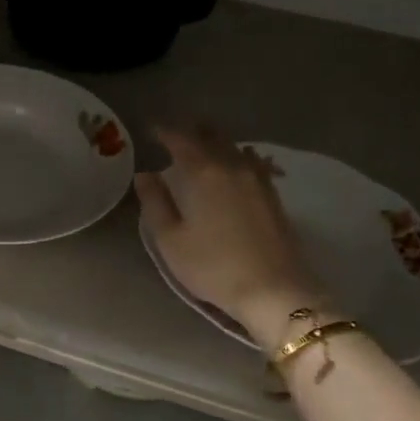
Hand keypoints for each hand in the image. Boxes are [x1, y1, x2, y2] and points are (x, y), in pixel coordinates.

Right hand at [135, 125, 333, 351]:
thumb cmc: (213, 267)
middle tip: (177, 132)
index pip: (181, 140)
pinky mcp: (274, 196)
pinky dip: (238, 156)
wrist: (274, 291)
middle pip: (213, 136)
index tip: (151, 130)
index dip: (165, 132)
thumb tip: (145, 174)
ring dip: (217, 141)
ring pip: (235, 147)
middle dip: (193, 130)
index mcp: (204, 173)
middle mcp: (233, 167)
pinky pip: (253, 162)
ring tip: (204, 144)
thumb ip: (155, 203)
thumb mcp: (171, 240)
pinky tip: (237, 164)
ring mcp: (258, 180)